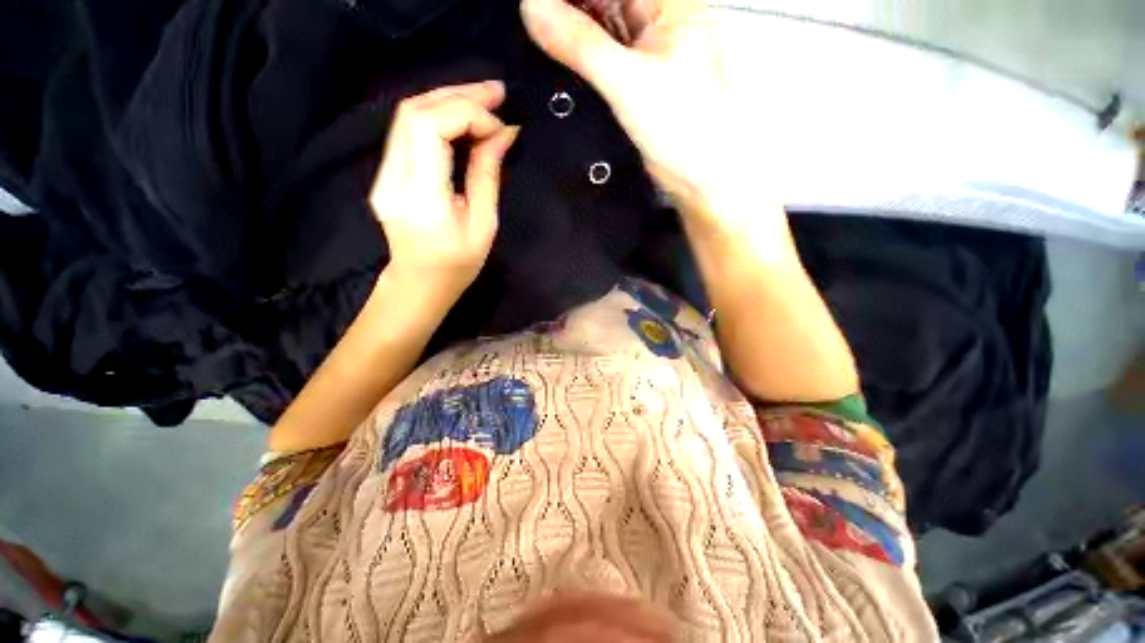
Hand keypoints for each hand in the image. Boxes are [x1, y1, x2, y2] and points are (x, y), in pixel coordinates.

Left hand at [370, 82, 519, 289]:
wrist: (420, 283)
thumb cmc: (458, 265)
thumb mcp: (483, 225)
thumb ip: (487, 175)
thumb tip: (503, 134)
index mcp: (421, 197)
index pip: (430, 129)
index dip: (468, 115)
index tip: (500, 127)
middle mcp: (393, 178)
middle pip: (414, 111)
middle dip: (459, 94)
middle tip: (497, 92)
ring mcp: (384, 173)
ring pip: (408, 115)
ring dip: (448, 100)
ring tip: (485, 99)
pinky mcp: (386, 172)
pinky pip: (409, 131)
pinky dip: (438, 116)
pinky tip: (463, 118)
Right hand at [520, 0, 740, 210]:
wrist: (694, 176)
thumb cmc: (678, 127)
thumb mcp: (627, 82)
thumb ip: (580, 44)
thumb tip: (530, 7)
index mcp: (673, 3)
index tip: (536, 3)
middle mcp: (662, 16)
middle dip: (570, 5)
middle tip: (533, 14)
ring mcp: (649, 46)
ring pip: (603, 22)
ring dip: (572, 25)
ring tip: (537, 28)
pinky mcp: (638, 75)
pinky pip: (604, 51)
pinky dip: (581, 50)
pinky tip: (556, 48)